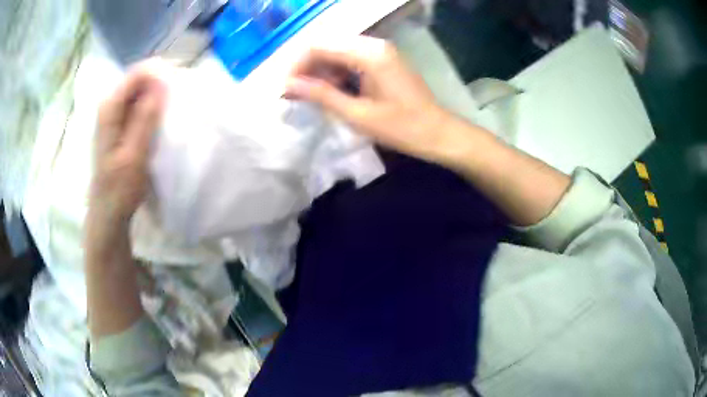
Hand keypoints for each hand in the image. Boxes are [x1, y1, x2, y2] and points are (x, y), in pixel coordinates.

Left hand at [90, 64, 165, 224]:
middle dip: (161, 81)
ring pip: (140, 90)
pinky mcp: (120, 123)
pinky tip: (163, 117)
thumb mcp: (134, 155)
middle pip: (139, 78)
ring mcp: (114, 113)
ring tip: (176, 105)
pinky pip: (139, 103)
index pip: (138, 73)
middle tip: (181, 95)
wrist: (109, 211)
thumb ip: (145, 118)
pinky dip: (153, 105)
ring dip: (159, 94)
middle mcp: (110, 104)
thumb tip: (162, 82)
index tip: (181, 83)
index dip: (160, 72)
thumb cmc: (119, 188)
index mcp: (110, 107)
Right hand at [285, 36, 451, 162]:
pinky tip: (332, 93)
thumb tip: (288, 85)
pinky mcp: (382, 61)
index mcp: (368, 54)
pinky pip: (350, 61)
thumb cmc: (402, 127)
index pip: (319, 46)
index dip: (296, 65)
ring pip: (337, 53)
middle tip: (295, 95)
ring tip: (311, 98)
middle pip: (327, 46)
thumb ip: (321, 95)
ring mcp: (379, 51)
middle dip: (307, 69)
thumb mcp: (357, 114)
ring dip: (321, 73)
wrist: (438, 133)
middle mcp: (373, 45)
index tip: (284, 89)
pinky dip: (336, 75)